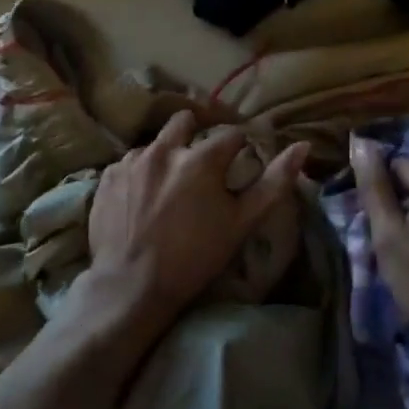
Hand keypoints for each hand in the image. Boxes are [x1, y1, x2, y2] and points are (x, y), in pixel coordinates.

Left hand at [80, 110, 307, 333]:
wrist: (130, 288)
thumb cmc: (194, 257)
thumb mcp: (242, 223)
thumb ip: (274, 182)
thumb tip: (301, 146)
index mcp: (201, 158)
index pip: (231, 134)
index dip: (240, 146)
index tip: (240, 160)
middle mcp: (164, 149)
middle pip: (186, 120)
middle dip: (197, 132)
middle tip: (202, 161)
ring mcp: (131, 161)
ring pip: (156, 142)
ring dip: (166, 154)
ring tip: (169, 184)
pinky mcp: (107, 177)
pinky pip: (129, 163)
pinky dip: (140, 173)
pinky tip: (143, 197)